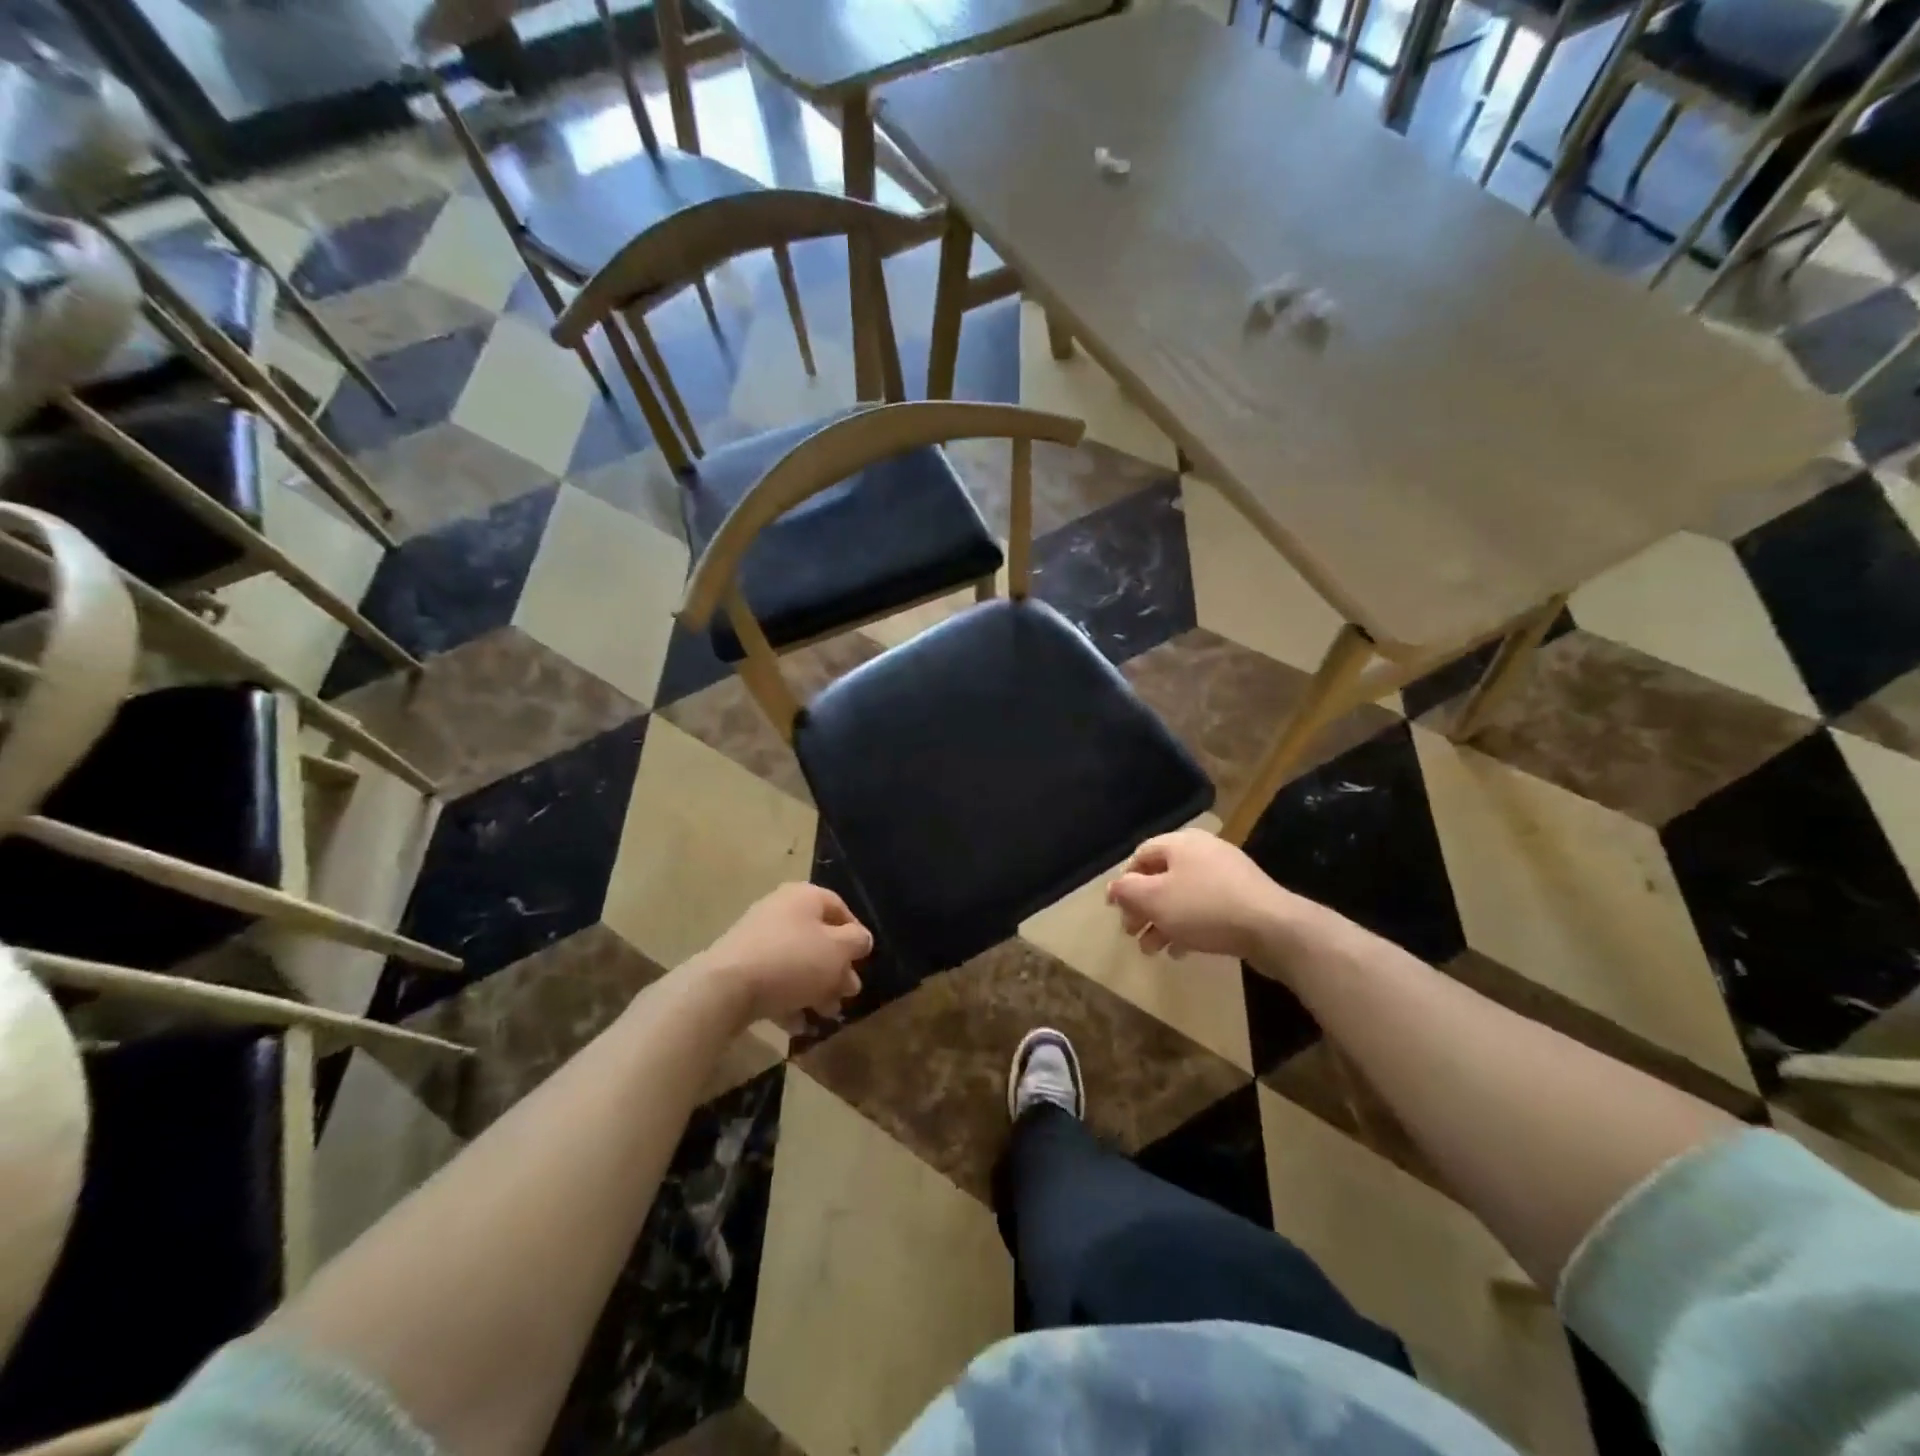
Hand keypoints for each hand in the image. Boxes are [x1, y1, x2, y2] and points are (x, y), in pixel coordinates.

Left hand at [695, 884, 871, 1031]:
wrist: (726, 988)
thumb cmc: (792, 960)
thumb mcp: (837, 950)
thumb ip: (856, 942)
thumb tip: (862, 939)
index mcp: (804, 897)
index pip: (839, 908)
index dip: (856, 935)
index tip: (864, 961)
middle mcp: (780, 911)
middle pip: (819, 938)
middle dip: (837, 970)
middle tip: (848, 994)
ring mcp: (757, 939)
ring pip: (797, 963)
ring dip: (816, 989)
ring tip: (826, 1015)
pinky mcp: (741, 967)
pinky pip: (774, 981)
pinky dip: (789, 1000)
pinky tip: (798, 1025)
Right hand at [1106, 829, 1308, 961]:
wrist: (1274, 928)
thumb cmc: (1205, 907)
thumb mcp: (1155, 899)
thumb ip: (1127, 891)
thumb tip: (1112, 888)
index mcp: (1180, 843)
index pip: (1140, 856)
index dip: (1123, 882)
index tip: (1115, 910)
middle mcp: (1203, 852)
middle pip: (1161, 877)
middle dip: (1142, 907)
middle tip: (1132, 933)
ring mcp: (1226, 875)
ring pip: (1182, 896)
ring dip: (1162, 922)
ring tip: (1153, 950)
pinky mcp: (1243, 899)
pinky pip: (1205, 909)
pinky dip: (1188, 926)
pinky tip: (1181, 950)